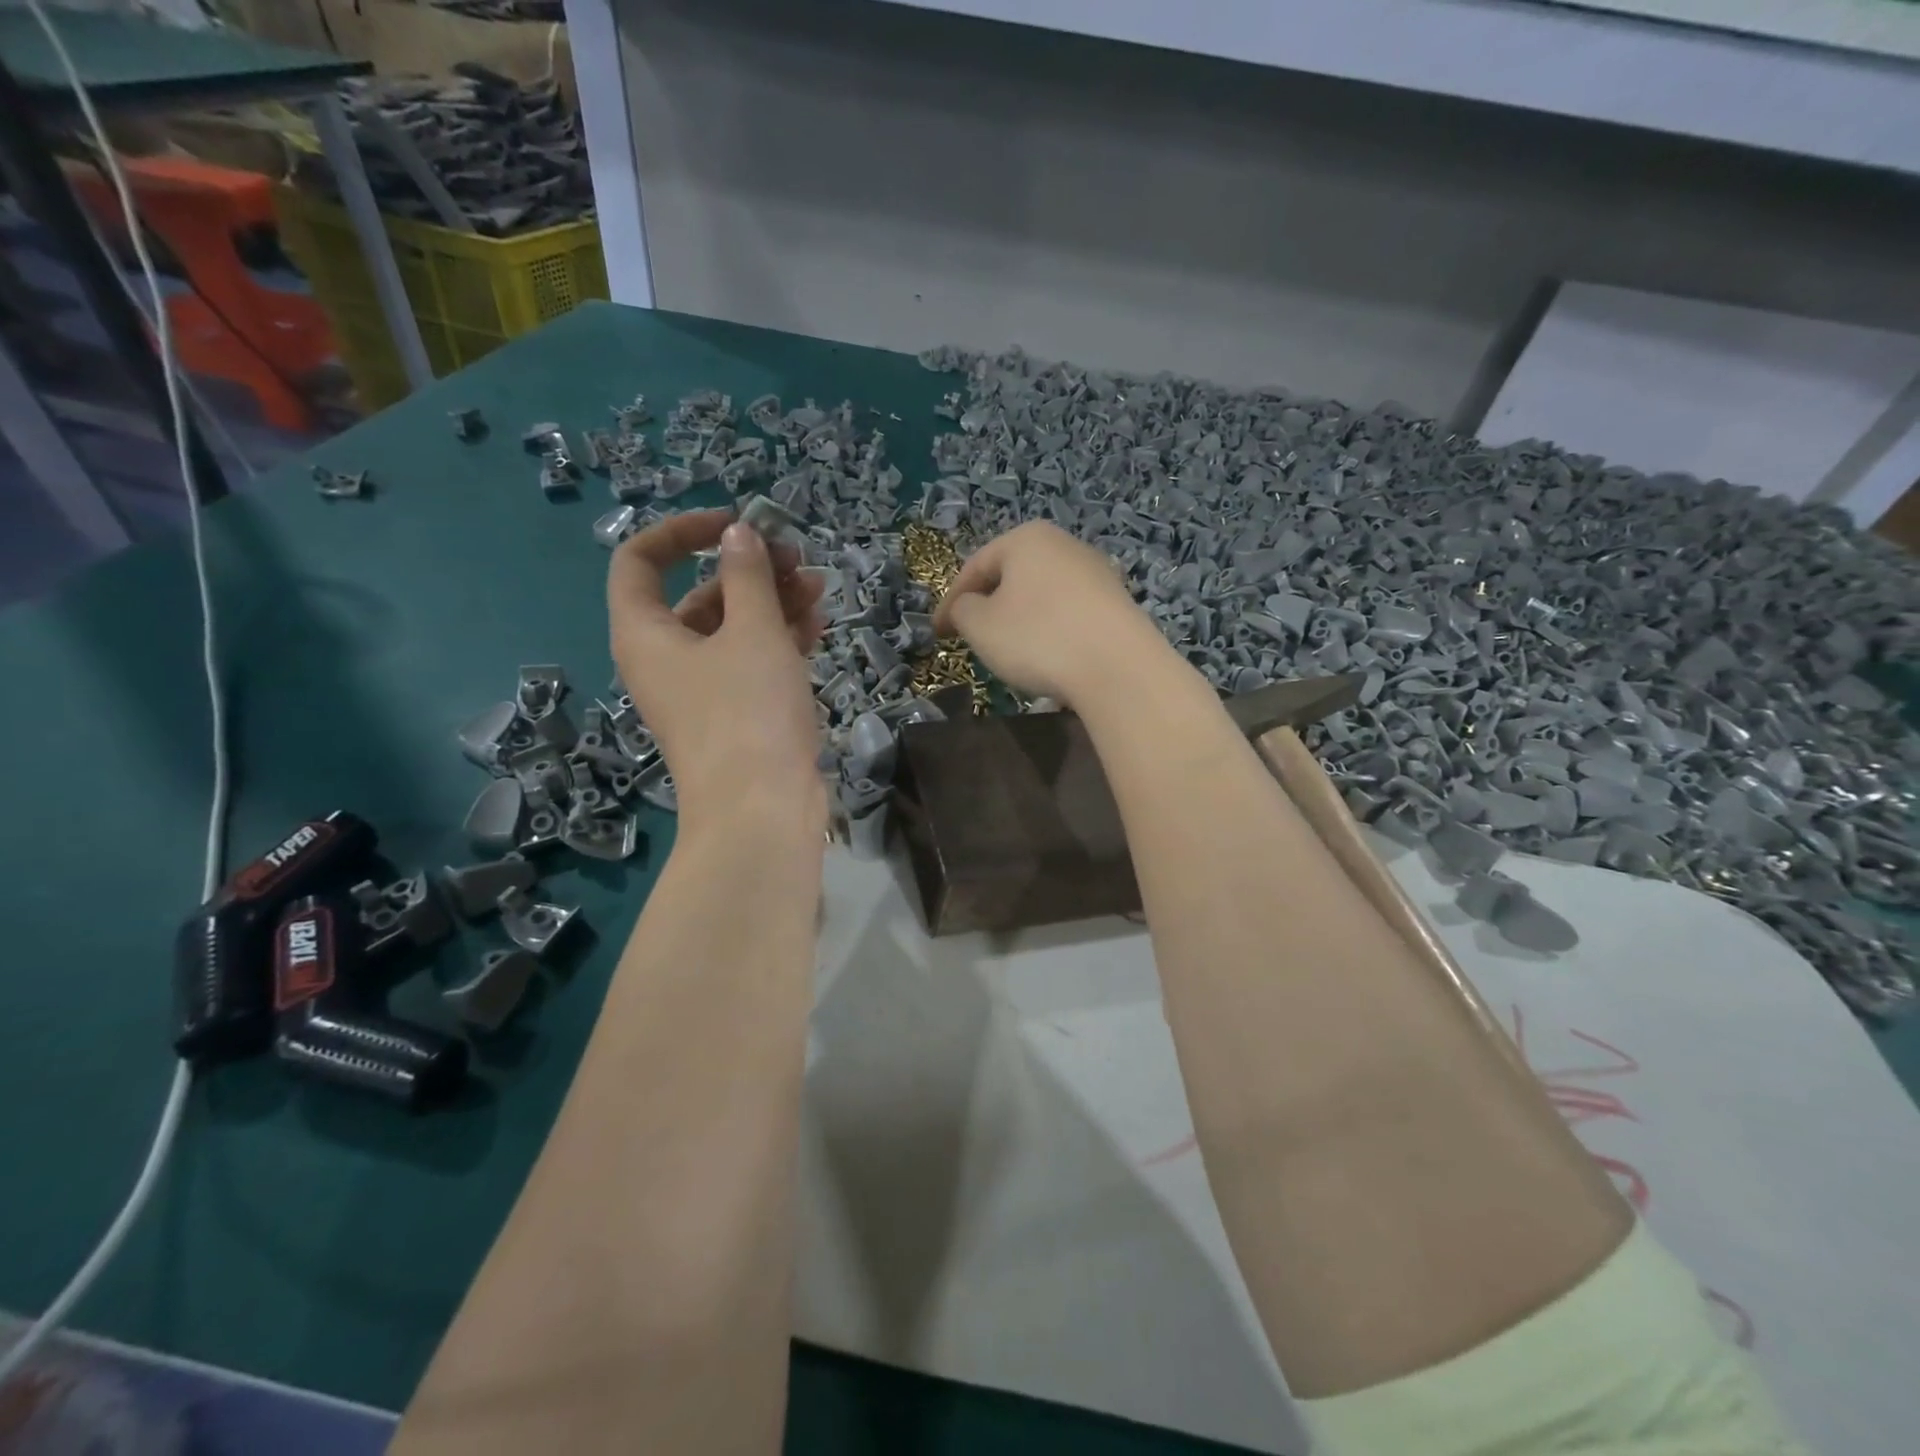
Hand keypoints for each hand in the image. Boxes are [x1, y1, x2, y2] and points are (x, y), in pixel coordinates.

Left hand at [609, 509, 826, 829]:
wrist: (762, 811)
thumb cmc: (748, 712)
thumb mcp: (752, 632)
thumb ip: (747, 575)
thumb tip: (739, 535)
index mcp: (645, 634)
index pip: (641, 560)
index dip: (683, 531)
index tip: (735, 525)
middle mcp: (665, 659)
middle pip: (698, 594)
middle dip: (747, 570)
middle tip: (795, 558)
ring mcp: (702, 690)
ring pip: (732, 629)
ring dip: (772, 602)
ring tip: (818, 586)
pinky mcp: (735, 714)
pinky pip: (751, 662)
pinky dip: (779, 639)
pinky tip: (817, 623)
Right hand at [933, 522, 1172, 708]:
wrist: (1119, 668)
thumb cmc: (1038, 638)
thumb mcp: (980, 626)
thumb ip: (962, 610)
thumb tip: (968, 606)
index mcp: (1026, 538)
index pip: (975, 567)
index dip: (950, 602)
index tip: (937, 633)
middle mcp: (1064, 544)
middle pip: (1012, 576)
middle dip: (988, 606)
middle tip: (971, 637)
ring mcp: (1096, 571)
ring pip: (1041, 594)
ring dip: (1020, 618)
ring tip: (1009, 650)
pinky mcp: (1117, 602)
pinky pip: (1069, 612)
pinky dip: (1050, 629)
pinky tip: (1049, 656)